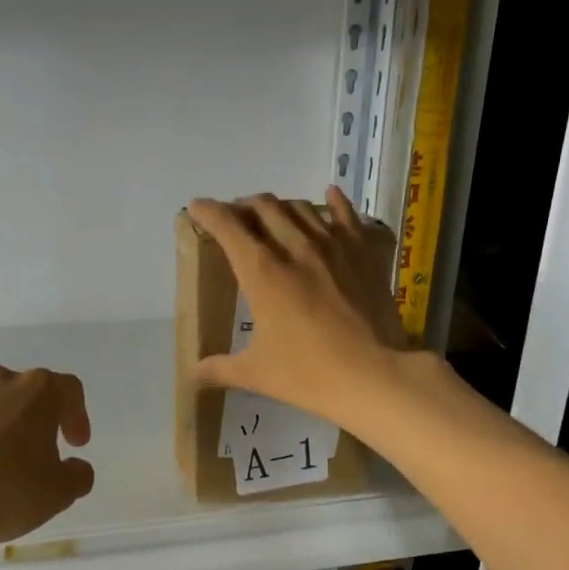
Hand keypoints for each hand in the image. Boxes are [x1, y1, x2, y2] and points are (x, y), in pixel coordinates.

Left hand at [0, 364, 94, 550]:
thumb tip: (75, 466)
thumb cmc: (4, 491)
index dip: (76, 415)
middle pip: (22, 392)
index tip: (74, 444)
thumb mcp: (59, 493)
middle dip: (30, 419)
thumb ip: (78, 475)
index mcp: (36, 391)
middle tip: (31, 455)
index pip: (68, 389)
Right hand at [188, 188, 409, 428]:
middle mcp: (295, 247)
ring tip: (274, 216)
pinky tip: (330, 194)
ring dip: (281, 206)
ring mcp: (333, 246)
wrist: (374, 375)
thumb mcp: (257, 373)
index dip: (208, 212)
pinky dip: (334, 202)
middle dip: (243, 207)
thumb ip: (220, 369)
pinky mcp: (363, 253)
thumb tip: (193, 375)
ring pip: (301, 208)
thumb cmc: (309, 374)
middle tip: (236, 219)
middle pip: (264, 207)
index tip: (197, 207)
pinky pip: (346, 215)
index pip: (228, 226)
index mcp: (262, 272)